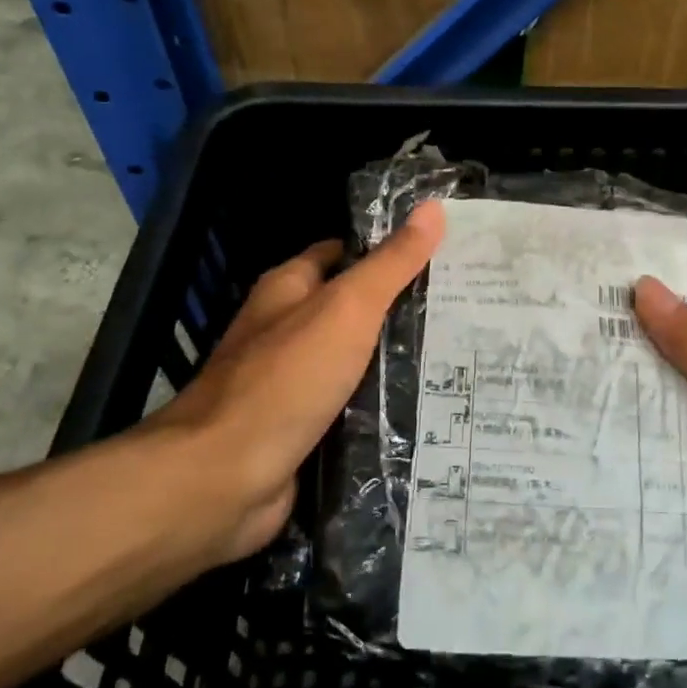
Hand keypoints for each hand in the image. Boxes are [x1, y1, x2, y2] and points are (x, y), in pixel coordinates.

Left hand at [140, 202, 444, 570]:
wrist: (224, 479)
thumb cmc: (285, 379)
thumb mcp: (347, 309)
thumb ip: (390, 263)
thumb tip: (433, 208)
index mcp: (288, 289)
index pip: (343, 253)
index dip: (388, 249)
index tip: (442, 255)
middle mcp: (285, 330)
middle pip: (352, 308)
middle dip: (401, 308)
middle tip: (462, 309)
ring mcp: (292, 382)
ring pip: (354, 360)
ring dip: (395, 360)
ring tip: (459, 354)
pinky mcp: (301, 429)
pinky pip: (351, 406)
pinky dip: (381, 405)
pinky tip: (427, 406)